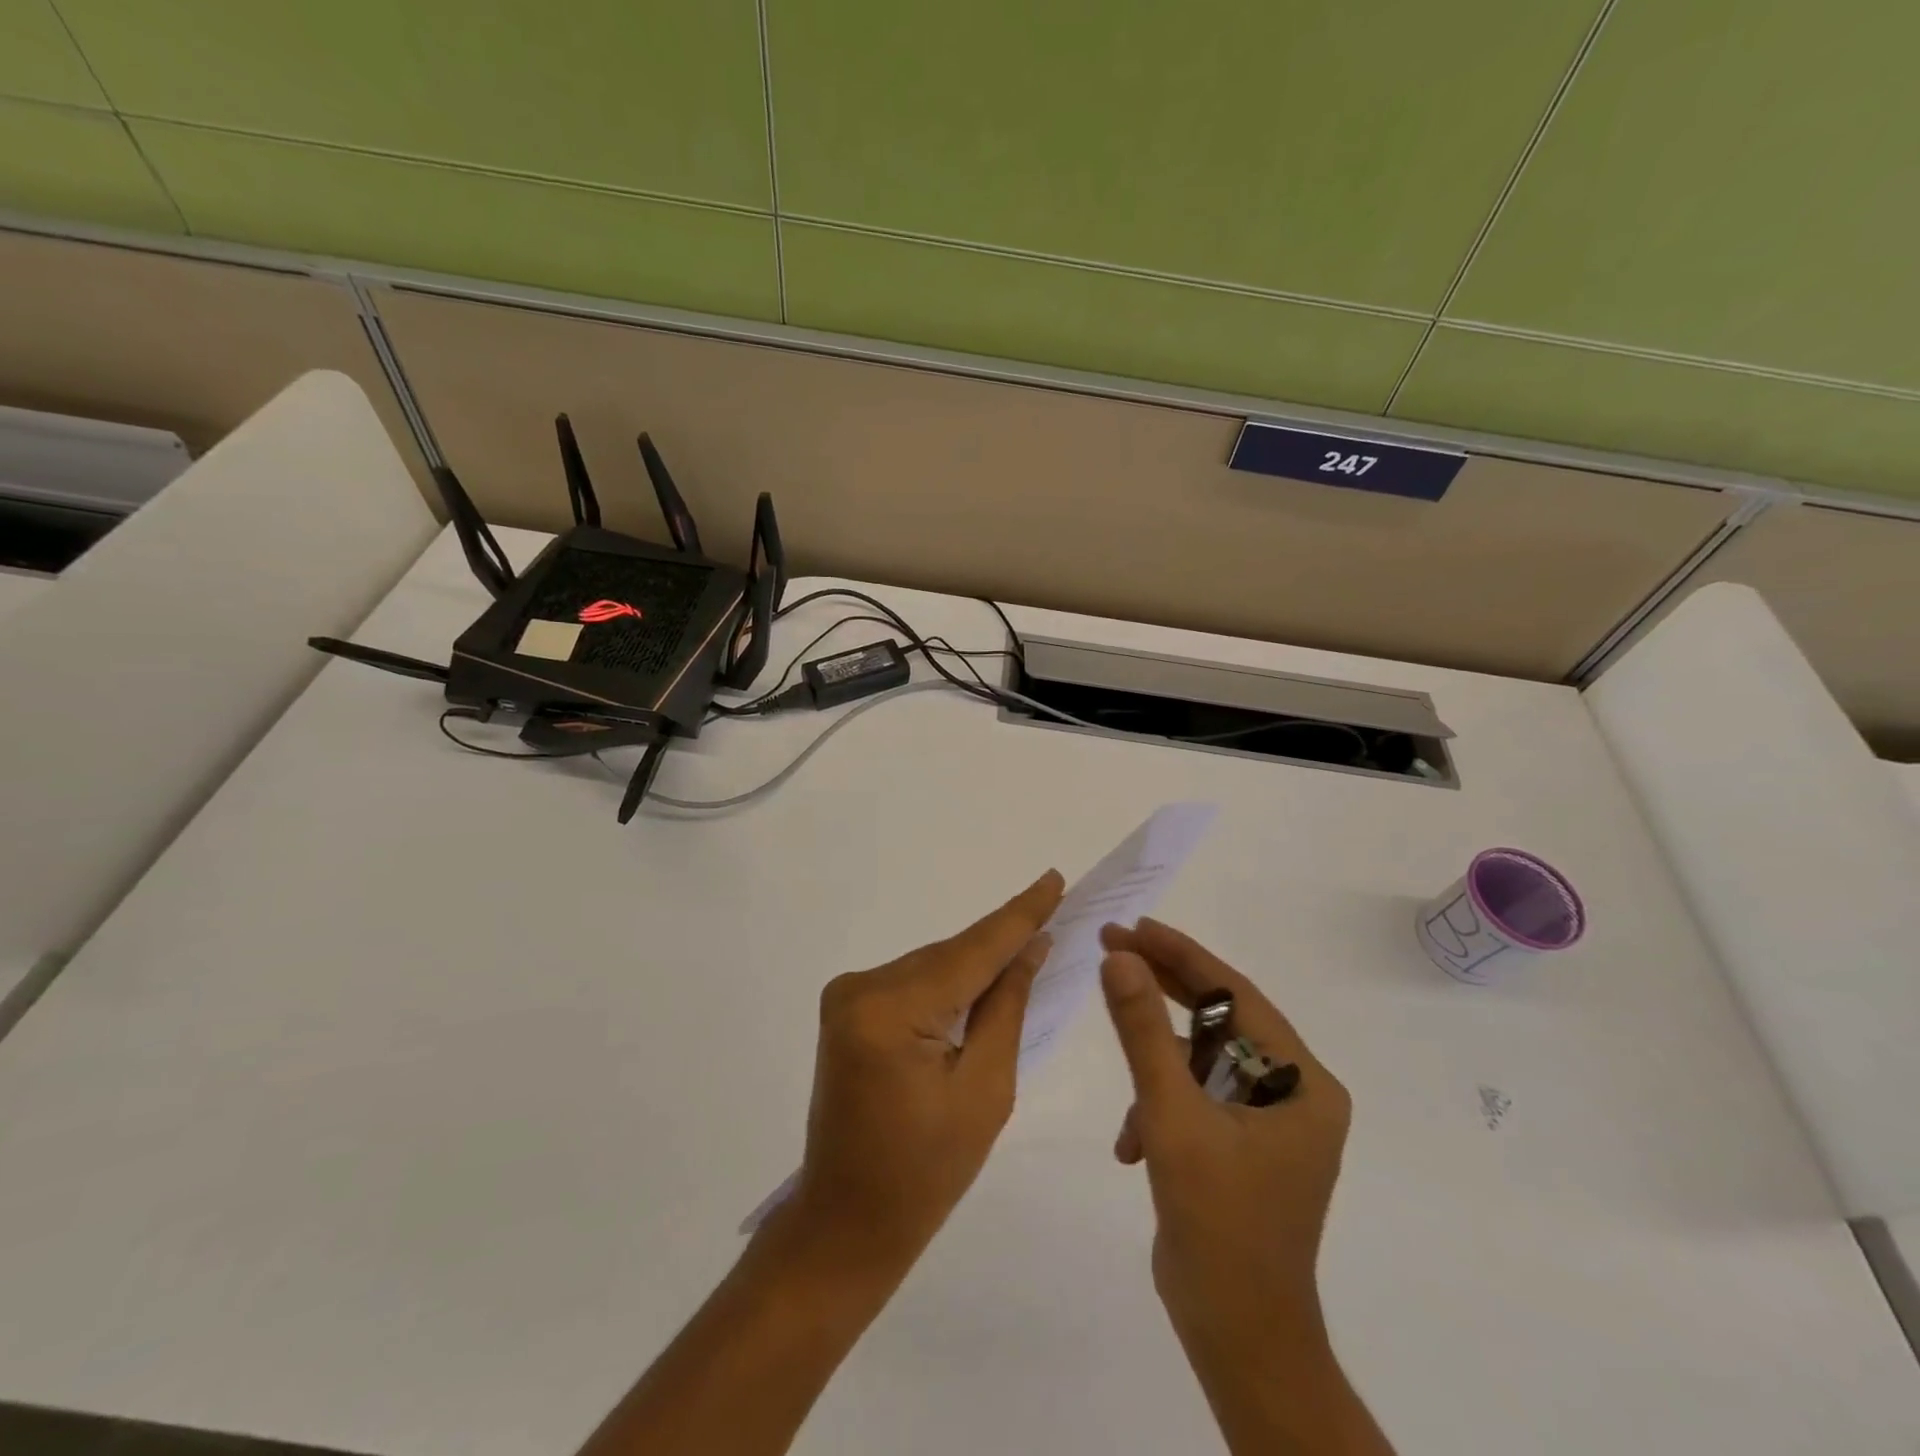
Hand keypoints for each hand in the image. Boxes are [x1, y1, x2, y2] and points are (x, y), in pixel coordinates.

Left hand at [786, 870, 1063, 1284]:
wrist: (846, 1221)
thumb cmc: (926, 1173)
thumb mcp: (986, 1091)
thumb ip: (1007, 1007)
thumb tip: (1031, 946)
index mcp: (891, 1011)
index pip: (972, 950)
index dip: (1019, 914)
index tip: (1054, 878)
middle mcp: (861, 987)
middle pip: (951, 955)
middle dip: (1002, 942)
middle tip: (1056, 914)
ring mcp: (848, 995)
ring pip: (934, 965)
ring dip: (977, 964)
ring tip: (1029, 951)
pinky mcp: (848, 1007)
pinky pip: (915, 981)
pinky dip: (950, 983)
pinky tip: (984, 981)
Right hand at [1097, 918, 1350, 1350]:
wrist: (1237, 1340)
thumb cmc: (1218, 1225)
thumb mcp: (1172, 1117)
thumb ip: (1144, 1032)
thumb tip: (1118, 957)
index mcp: (1302, 1082)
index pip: (1235, 993)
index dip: (1180, 954)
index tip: (1130, 925)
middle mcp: (1295, 1093)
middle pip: (1220, 1019)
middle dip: (1162, 987)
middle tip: (1110, 947)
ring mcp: (1269, 1121)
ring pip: (1201, 1059)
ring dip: (1156, 1065)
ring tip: (1120, 1073)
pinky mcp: (1243, 1145)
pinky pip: (1196, 1097)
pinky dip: (1161, 1107)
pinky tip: (1133, 1146)